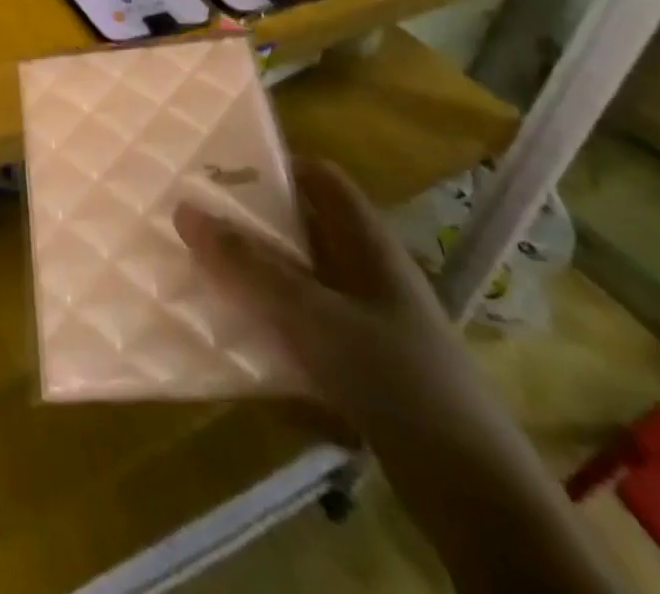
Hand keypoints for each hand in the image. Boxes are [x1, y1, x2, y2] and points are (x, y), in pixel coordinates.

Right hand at [174, 158, 482, 438]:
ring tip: (203, 275)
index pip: (320, 178)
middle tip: (196, 223)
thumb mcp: (312, 314)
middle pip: (303, 228)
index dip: (274, 166)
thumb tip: (184, 210)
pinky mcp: (363, 364)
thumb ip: (248, 265)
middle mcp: (368, 271)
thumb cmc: (394, 377)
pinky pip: (306, 327)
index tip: (219, 172)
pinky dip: (273, 326)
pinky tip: (239, 341)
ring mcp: (368, 320)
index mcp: (367, 242)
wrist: (474, 493)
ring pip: (301, 280)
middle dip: (251, 225)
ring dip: (257, 278)